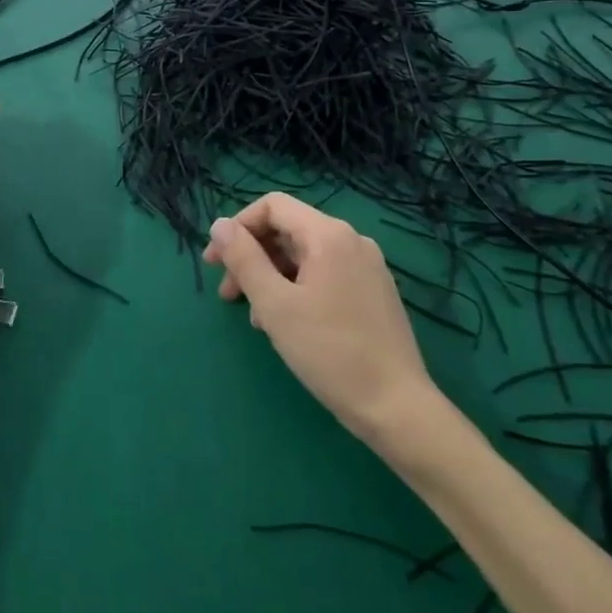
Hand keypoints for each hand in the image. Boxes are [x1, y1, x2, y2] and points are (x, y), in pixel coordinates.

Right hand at [203, 194, 443, 443]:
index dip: (238, 227)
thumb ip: (244, 259)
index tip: (216, 262)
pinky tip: (284, 323)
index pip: (273, 206)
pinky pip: (323, 275)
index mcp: (328, 235)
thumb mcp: (275, 304)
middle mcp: (351, 241)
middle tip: (227, 294)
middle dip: (251, 256)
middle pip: (288, 230)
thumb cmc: (329, 351)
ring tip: (254, 317)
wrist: (396, 406)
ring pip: (304, 256)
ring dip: (270, 276)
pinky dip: (296, 288)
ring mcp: (366, 266)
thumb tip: (220, 225)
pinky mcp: (372, 292)